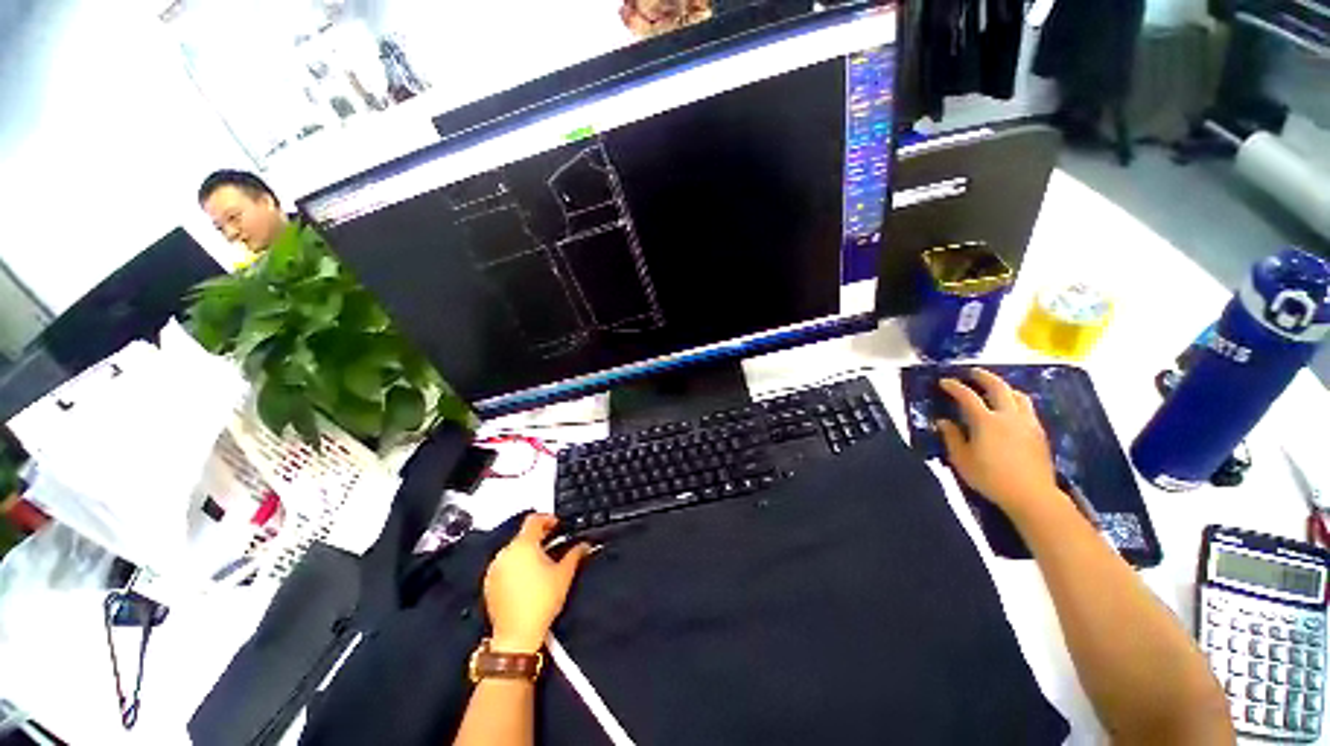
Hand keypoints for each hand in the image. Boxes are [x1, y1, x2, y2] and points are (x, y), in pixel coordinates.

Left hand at [483, 514, 591, 653]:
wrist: (517, 635)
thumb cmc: (541, 601)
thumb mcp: (564, 574)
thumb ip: (575, 554)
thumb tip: (584, 544)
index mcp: (524, 545)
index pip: (534, 520)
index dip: (547, 519)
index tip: (557, 525)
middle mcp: (506, 553)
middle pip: (523, 535)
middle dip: (539, 537)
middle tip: (554, 543)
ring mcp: (495, 568)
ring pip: (513, 550)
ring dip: (527, 551)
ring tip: (542, 562)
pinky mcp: (489, 583)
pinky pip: (504, 565)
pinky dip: (516, 565)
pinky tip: (527, 578)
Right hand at [936, 369, 1059, 518]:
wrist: (1031, 495)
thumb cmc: (990, 478)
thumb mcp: (962, 459)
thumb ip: (952, 437)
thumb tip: (942, 422)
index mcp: (986, 421)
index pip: (967, 396)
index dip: (954, 386)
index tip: (944, 382)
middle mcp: (1008, 416)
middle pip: (998, 387)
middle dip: (983, 376)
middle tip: (972, 372)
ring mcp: (1027, 423)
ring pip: (1018, 395)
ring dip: (1004, 387)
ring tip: (995, 389)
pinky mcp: (1039, 433)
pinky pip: (1028, 408)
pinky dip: (1016, 401)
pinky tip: (1011, 409)